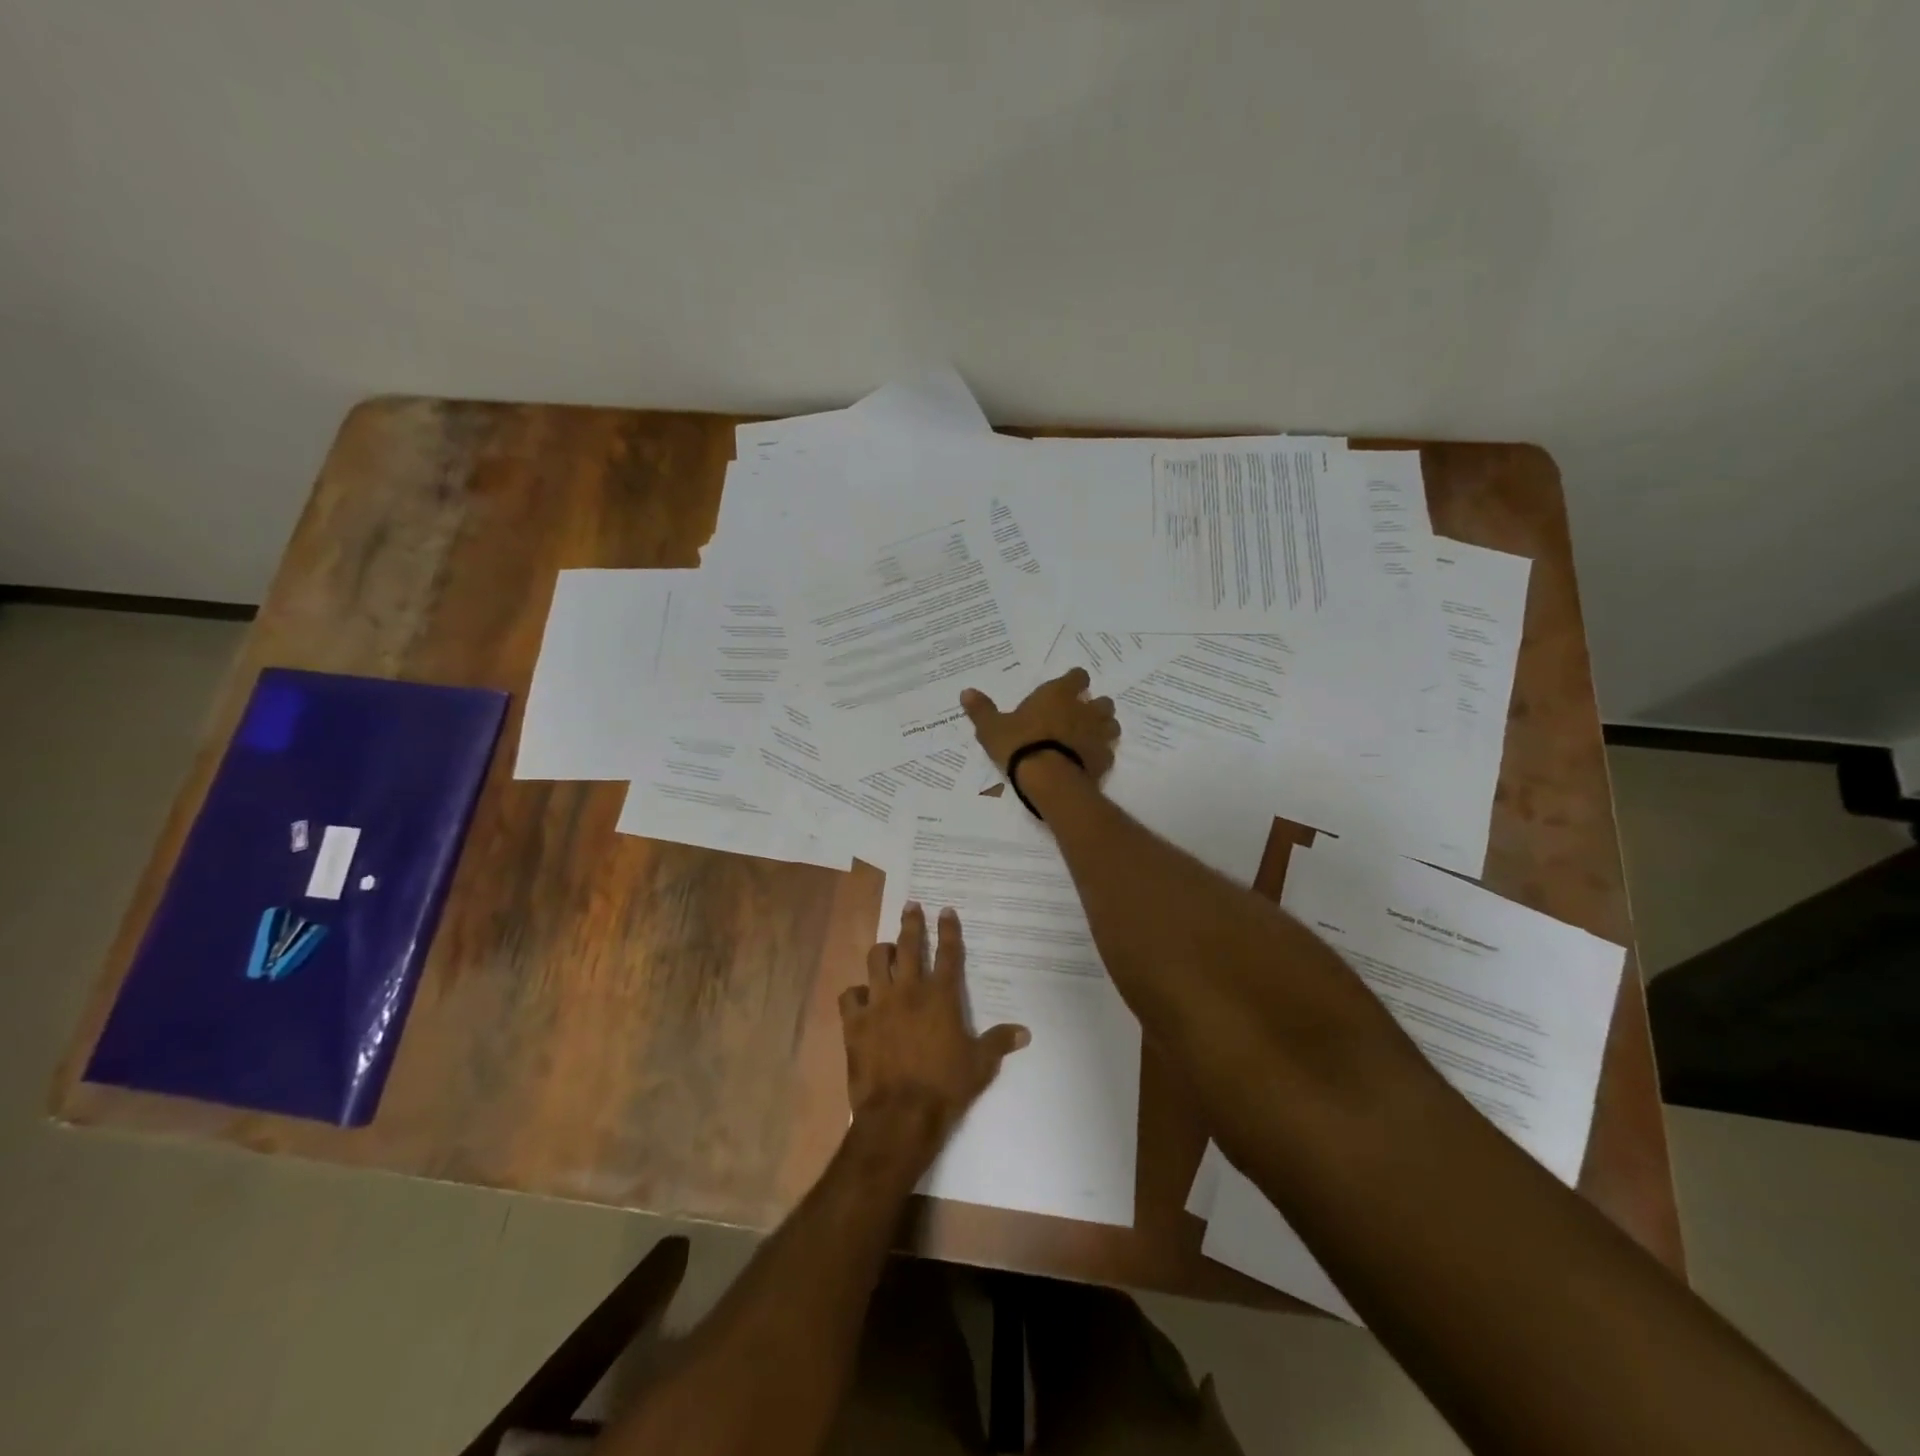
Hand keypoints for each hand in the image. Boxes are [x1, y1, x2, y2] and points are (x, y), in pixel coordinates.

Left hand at [839, 904, 1029, 1151]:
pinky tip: (860, 997)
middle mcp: (908, 990)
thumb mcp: (980, 1065)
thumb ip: (999, 1042)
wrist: (900, 1114)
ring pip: (875, 961)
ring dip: (882, 952)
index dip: (948, 929)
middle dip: (911, 922)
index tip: (945, 910)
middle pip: (908, 945)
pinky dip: (855, 993)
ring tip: (886, 950)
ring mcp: (878, 1003)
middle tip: (911, 906)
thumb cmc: (945, 1087)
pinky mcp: (855, 1023)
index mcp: (940, 996)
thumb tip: (1025, 1032)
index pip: (947, 953)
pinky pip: (849, 995)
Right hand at [959, 667, 1119, 781]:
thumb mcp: (992, 728)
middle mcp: (1083, 710)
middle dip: (1094, 706)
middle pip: (1102, 701)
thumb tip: (966, 692)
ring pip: (1112, 724)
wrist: (1049, 779)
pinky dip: (1101, 755)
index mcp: (1058, 695)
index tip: (1070, 686)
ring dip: (1104, 728)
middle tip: (1080, 715)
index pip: (1078, 676)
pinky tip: (1089, 762)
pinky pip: (1108, 753)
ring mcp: (1098, 735)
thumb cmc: (1019, 745)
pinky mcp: (1104, 759)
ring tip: (1089, 737)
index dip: (1075, 680)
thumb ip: (981, 710)